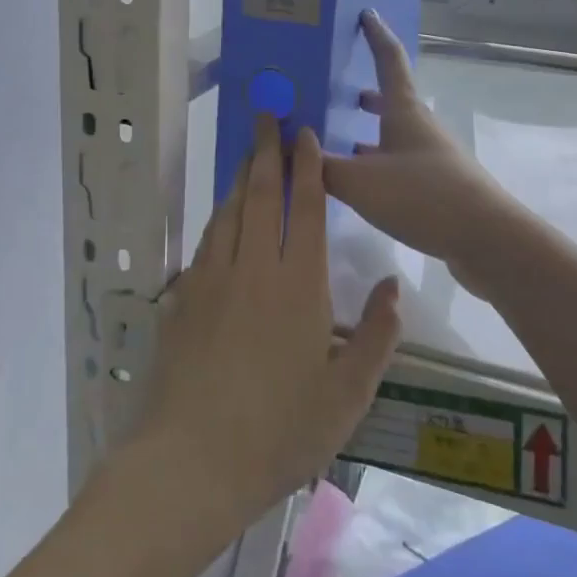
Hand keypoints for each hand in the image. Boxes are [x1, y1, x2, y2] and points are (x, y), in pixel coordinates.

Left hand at [137, 117, 400, 539]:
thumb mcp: (347, 394)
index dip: (306, 167)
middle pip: (260, 194)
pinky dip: (219, 215)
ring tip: (249, 151)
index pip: (303, 207)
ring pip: (229, 211)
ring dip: (242, 176)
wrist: (191, 460)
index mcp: (298, 284)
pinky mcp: (184, 298)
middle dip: (267, 150)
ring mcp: (213, 278)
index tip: (305, 135)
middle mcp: (253, 267)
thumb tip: (392, 287)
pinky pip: (207, 240)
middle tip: (268, 115)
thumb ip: (376, 335)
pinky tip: (223, 214)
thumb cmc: (280, 431)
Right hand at [323, 11, 517, 292]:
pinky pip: (398, 164)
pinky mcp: (437, 187)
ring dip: (369, 132)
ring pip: (394, 135)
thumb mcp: (359, 181)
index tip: (366, 14)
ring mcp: (432, 158)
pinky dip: (376, 164)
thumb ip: (319, 166)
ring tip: (338, 139)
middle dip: (366, 93)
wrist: (486, 239)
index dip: (376, 35)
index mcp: (404, 111)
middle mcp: (419, 128)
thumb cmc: (422, 195)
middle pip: (392, 99)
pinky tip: (359, 184)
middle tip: (335, 91)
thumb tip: (283, 151)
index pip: (389, 59)